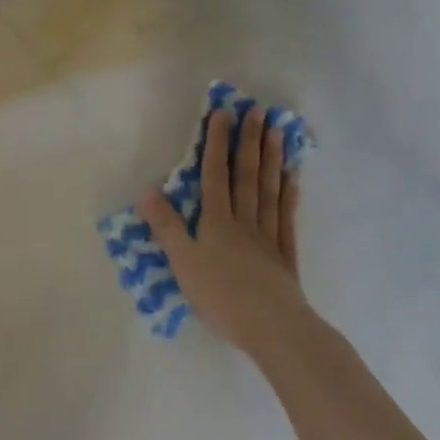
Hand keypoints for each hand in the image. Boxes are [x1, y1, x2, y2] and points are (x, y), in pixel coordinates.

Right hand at [137, 106, 311, 360]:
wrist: (273, 328)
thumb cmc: (221, 296)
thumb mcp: (183, 262)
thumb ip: (166, 225)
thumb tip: (146, 189)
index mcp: (217, 222)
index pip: (215, 174)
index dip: (216, 143)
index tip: (223, 113)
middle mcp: (244, 221)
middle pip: (247, 176)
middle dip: (250, 142)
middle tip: (258, 111)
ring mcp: (268, 236)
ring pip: (269, 190)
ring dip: (273, 159)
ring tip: (278, 132)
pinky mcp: (285, 256)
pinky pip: (287, 217)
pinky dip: (289, 195)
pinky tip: (293, 178)